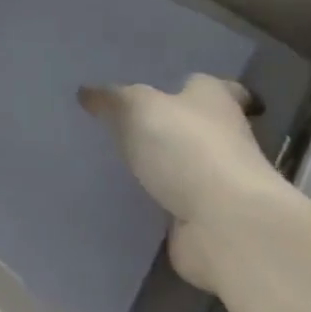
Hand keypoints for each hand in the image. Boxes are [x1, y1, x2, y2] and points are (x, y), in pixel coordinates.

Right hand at [80, 75, 285, 291]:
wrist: (224, 226)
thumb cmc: (187, 146)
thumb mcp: (137, 108)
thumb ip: (112, 99)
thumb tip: (86, 92)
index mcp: (216, 98)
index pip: (218, 85)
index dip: (199, 86)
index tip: (179, 85)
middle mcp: (225, 136)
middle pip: (199, 124)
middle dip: (173, 124)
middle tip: (132, 120)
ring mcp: (218, 182)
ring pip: (186, 165)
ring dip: (165, 166)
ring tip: (121, 158)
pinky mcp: (207, 221)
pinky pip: (175, 204)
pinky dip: (158, 203)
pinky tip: (128, 198)